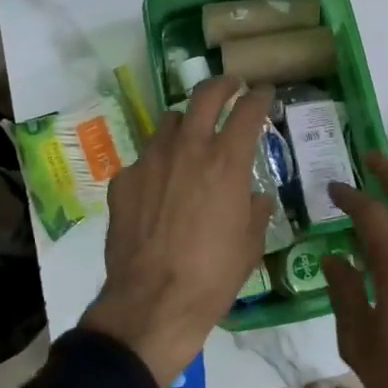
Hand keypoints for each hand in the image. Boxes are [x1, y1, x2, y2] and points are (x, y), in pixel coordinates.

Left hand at [82, 76, 273, 387]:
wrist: (152, 303)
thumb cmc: (212, 276)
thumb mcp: (250, 244)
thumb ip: (255, 210)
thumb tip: (255, 196)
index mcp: (226, 162)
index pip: (248, 111)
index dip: (260, 96)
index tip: (264, 92)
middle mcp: (187, 149)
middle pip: (205, 95)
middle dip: (223, 84)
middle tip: (231, 86)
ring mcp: (150, 161)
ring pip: (169, 122)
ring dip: (185, 123)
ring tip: (191, 138)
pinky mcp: (123, 180)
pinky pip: (145, 159)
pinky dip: (158, 164)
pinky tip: (159, 189)